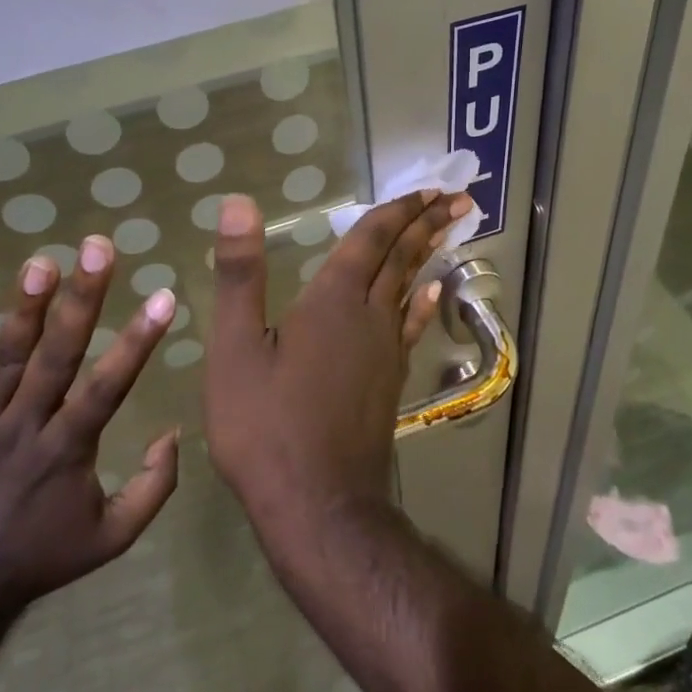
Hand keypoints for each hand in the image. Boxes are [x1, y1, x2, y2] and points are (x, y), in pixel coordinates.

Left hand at [0, 234, 180, 619]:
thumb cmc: (41, 558)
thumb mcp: (112, 538)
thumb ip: (153, 488)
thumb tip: (174, 433)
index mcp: (68, 451)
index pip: (109, 386)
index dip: (138, 340)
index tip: (163, 297)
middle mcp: (25, 428)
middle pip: (58, 356)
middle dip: (82, 299)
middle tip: (97, 249)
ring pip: (6, 360)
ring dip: (25, 309)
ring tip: (42, 261)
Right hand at [203, 190, 471, 540]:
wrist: (316, 503)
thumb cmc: (265, 426)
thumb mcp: (236, 348)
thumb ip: (240, 275)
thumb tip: (239, 203)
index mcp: (332, 301)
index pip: (370, 241)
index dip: (395, 211)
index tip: (425, 189)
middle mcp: (369, 317)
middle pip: (402, 259)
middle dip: (426, 224)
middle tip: (456, 198)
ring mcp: (385, 351)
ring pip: (411, 289)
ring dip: (427, 256)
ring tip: (446, 232)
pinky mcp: (389, 381)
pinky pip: (411, 327)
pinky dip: (422, 304)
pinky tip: (431, 295)